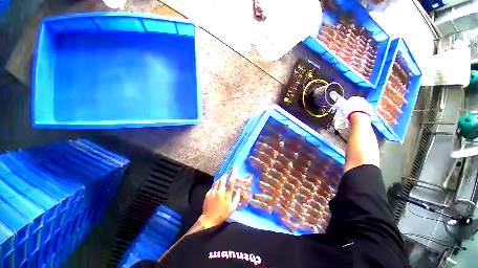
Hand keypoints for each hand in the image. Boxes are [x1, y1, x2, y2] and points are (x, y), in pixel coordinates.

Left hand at [200, 168, 241, 228]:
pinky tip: (217, 189)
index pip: (231, 181)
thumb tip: (239, 189)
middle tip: (227, 174)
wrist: (209, 219)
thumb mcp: (233, 208)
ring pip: (217, 181)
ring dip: (220, 180)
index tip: (235, 169)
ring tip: (222, 180)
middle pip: (222, 179)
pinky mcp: (208, 193)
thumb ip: (237, 197)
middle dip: (225, 175)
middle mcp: (219, 191)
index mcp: (226, 194)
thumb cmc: (223, 214)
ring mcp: (213, 192)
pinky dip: (216, 186)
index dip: (233, 174)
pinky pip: (213, 186)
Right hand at [334, 96, 373, 120]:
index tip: (346, 108)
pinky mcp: (371, 110)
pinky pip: (365, 111)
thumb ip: (338, 105)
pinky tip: (358, 117)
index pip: (351, 99)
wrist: (359, 117)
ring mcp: (367, 104)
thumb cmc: (350, 111)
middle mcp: (362, 100)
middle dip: (354, 107)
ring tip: (353, 115)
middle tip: (349, 112)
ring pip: (361, 107)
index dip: (347, 104)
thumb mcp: (341, 107)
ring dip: (358, 110)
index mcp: (355, 98)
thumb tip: (336, 104)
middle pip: (357, 103)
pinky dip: (362, 113)